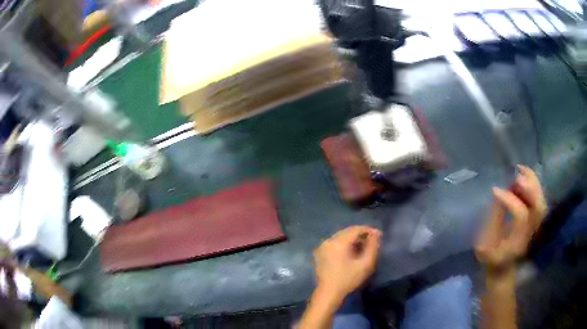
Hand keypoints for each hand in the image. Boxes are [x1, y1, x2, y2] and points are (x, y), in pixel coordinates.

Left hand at [314, 226, 380, 301]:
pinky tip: (351, 253)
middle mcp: (329, 240)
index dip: (369, 230)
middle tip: (372, 242)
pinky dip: (344, 245)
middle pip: (347, 232)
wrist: (328, 293)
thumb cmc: (348, 279)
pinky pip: (334, 243)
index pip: (356, 229)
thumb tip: (376, 234)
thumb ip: (373, 247)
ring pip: (341, 237)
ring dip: (352, 240)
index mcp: (339, 242)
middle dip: (361, 235)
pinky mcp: (319, 253)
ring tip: (363, 247)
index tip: (379, 236)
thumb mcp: (366, 264)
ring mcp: (322, 246)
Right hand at [475, 165, 546, 270]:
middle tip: (517, 174)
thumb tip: (499, 195)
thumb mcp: (484, 244)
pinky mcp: (535, 222)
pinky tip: (525, 177)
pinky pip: (539, 200)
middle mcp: (530, 234)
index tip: (495, 190)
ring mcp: (535, 228)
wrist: (503, 270)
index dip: (509, 199)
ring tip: (521, 169)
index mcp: (516, 243)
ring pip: (541, 202)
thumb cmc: (489, 259)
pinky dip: (534, 186)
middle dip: (529, 187)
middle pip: (538, 207)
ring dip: (533, 184)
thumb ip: (493, 220)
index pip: (521, 216)